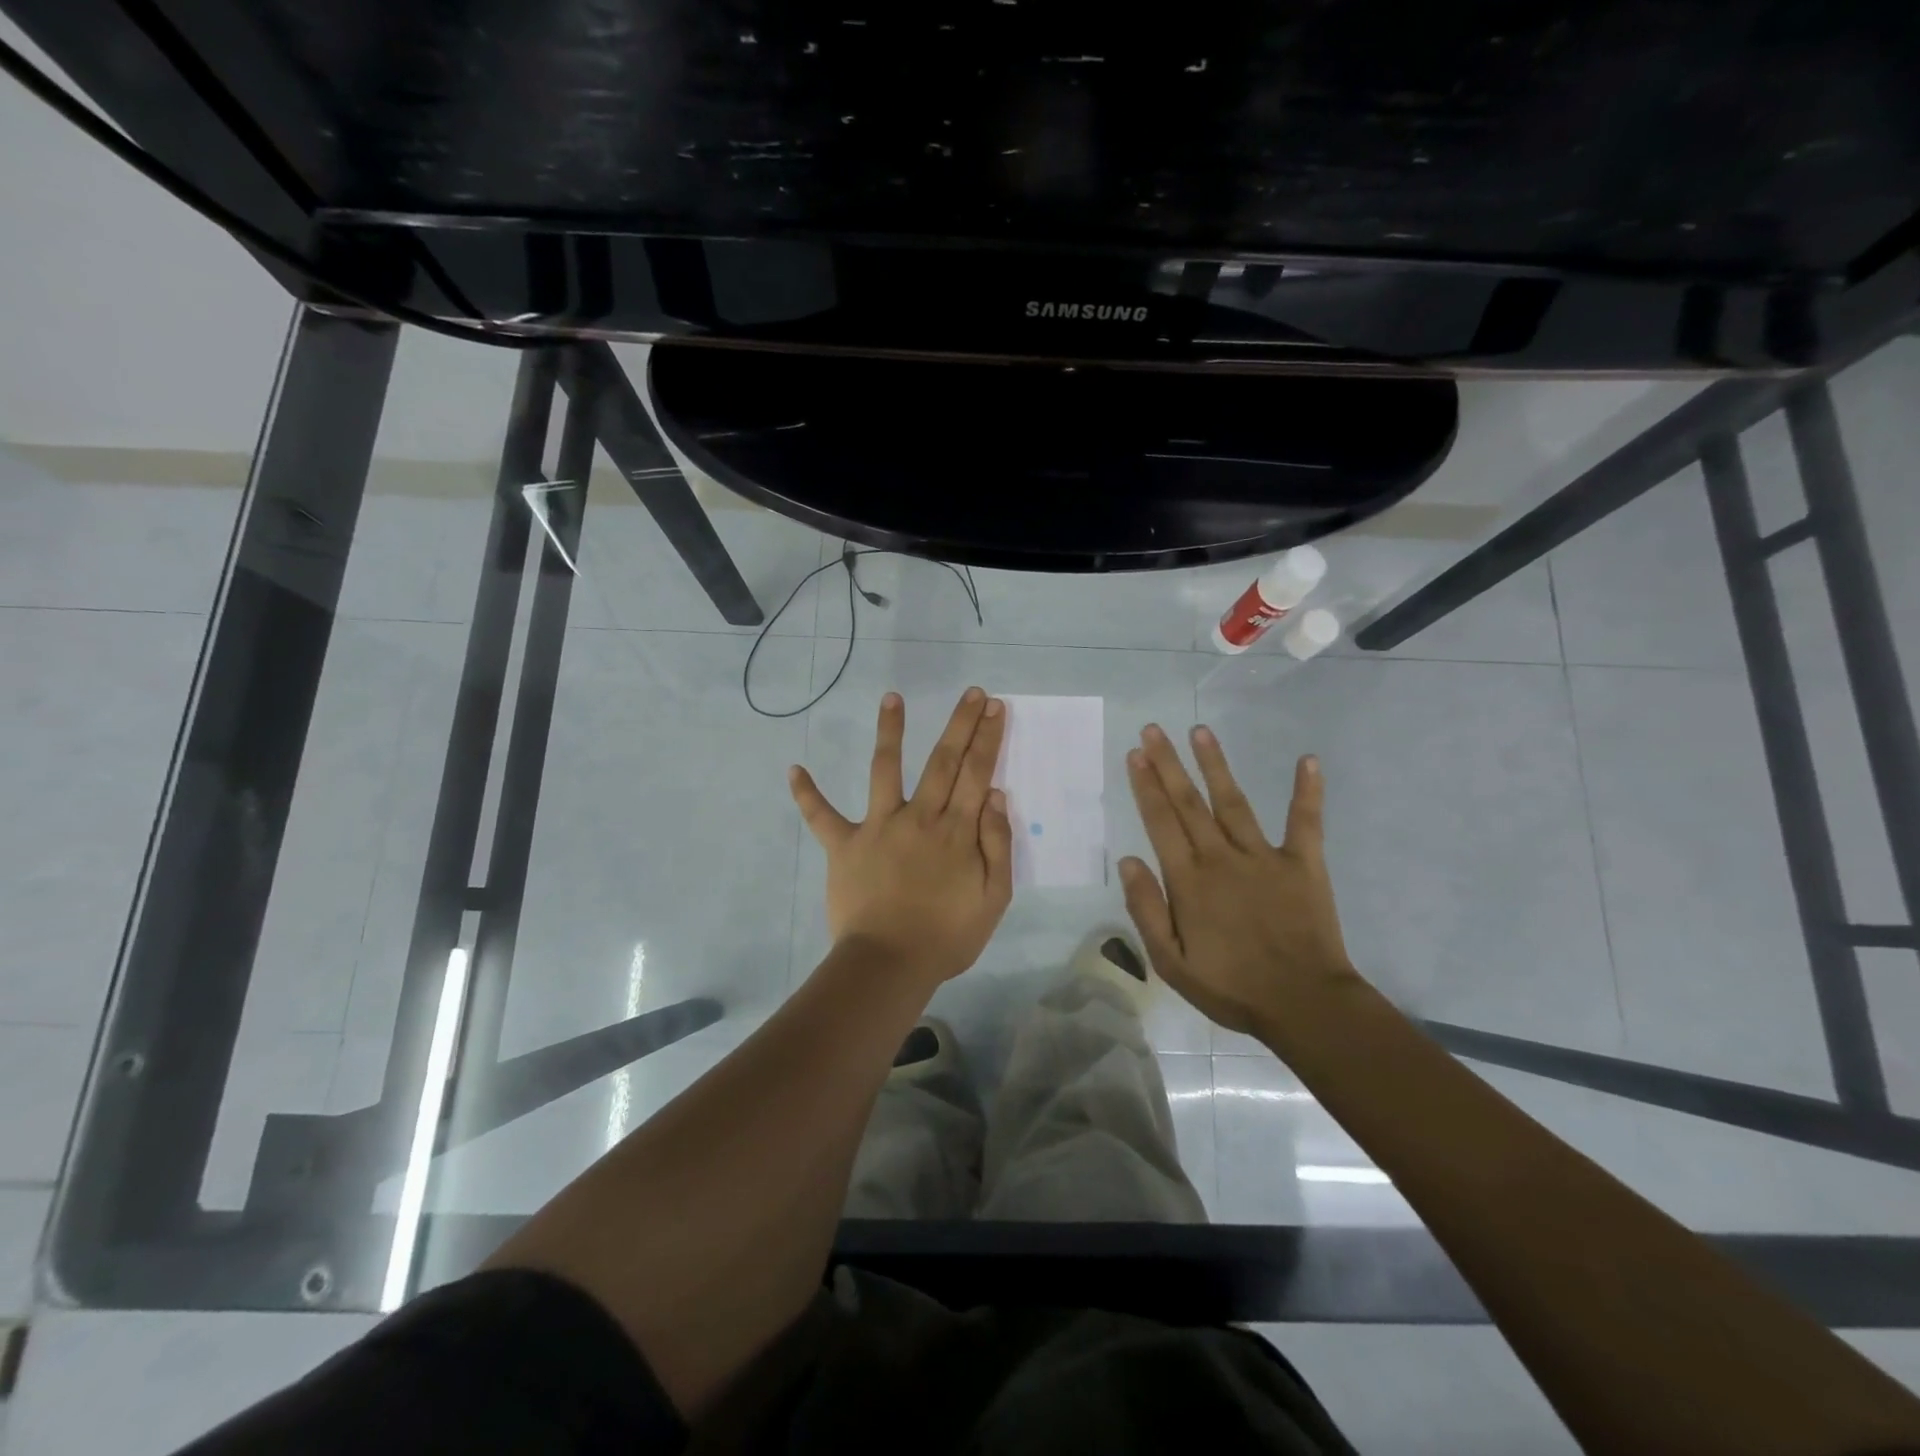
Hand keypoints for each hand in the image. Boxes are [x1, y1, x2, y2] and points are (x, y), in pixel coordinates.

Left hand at [789, 688, 1013, 986]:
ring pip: (885, 770)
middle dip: (960, 724)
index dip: (987, 738)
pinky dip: (807, 795)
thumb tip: (995, 795)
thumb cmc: (947, 936)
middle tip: (972, 692)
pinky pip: (822, 817)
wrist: (890, 964)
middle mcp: (919, 817)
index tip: (995, 708)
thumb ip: (997, 844)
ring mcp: (878, 827)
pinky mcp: (844, 845)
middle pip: (943, 761)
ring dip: (889, 732)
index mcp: (956, 831)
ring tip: (891, 698)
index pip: (977, 773)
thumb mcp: (993, 898)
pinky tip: (793, 769)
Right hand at [1119, 724, 1355, 1037]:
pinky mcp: (1303, 864)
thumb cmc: (1231, 987)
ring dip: (1216, 765)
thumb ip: (1146, 909)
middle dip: (1168, 764)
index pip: (1161, 822)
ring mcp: (1264, 857)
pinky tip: (1308, 760)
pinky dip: (1307, 792)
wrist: (1304, 1005)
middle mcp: (1222, 857)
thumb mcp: (1171, 962)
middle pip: (1189, 803)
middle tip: (1153, 730)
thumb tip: (1127, 860)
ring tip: (1200, 731)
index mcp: (1189, 880)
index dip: (1146, 786)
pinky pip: (1304, 822)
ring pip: (1233, 801)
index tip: (1136, 754)